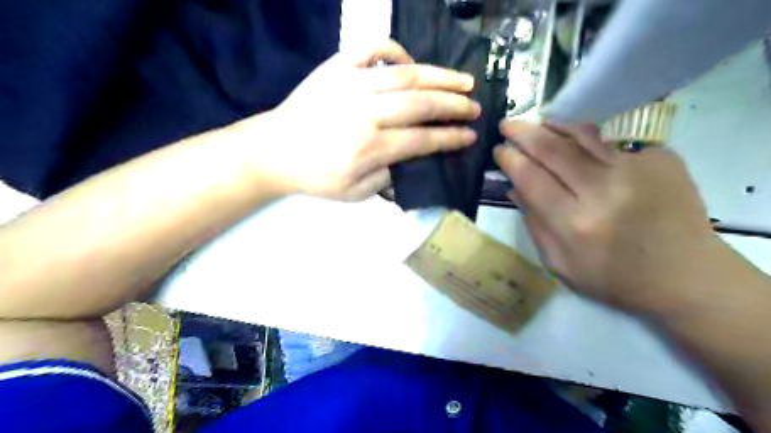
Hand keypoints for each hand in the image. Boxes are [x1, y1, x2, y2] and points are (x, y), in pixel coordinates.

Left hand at [240, 41, 479, 200]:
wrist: (274, 150)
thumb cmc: (315, 176)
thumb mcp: (353, 194)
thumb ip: (386, 179)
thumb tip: (406, 157)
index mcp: (372, 147)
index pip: (423, 139)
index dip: (451, 137)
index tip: (470, 135)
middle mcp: (367, 112)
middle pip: (422, 104)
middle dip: (454, 106)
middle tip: (475, 108)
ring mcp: (352, 84)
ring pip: (406, 75)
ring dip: (440, 77)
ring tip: (463, 80)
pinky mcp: (337, 68)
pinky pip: (371, 49)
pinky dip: (394, 50)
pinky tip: (409, 61)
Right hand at [494, 121, 723, 313]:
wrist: (685, 275)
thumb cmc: (613, 278)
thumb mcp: (559, 264)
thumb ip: (534, 224)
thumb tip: (514, 187)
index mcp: (574, 223)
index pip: (531, 179)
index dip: (511, 160)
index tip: (499, 149)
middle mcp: (602, 191)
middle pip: (553, 151)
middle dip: (524, 134)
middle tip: (506, 124)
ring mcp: (635, 170)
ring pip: (582, 136)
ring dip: (553, 126)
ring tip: (536, 122)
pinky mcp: (659, 159)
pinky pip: (612, 138)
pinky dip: (586, 133)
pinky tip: (572, 132)